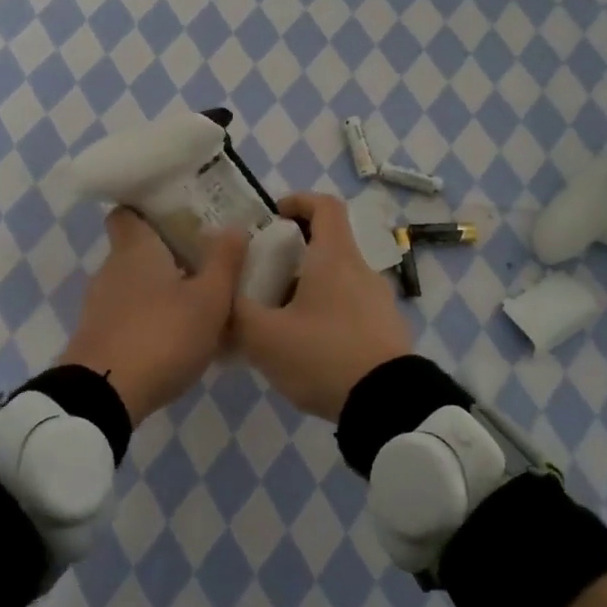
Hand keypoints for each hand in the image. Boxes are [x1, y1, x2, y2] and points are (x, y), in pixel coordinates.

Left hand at [59, 208, 246, 425]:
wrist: (104, 396)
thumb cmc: (162, 335)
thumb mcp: (209, 300)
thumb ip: (224, 262)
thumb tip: (234, 226)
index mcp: (135, 248)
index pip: (128, 213)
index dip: (149, 210)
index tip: (180, 216)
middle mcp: (111, 269)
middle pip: (137, 250)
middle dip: (168, 254)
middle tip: (206, 262)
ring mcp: (99, 305)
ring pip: (135, 286)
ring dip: (161, 291)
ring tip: (198, 304)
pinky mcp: (97, 337)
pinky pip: (129, 316)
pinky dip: (150, 320)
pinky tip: (177, 339)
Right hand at [232, 192, 412, 420]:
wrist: (388, 405)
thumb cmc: (323, 356)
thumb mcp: (264, 337)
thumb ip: (234, 312)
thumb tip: (219, 293)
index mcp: (335, 258)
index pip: (325, 205)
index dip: (298, 201)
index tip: (274, 215)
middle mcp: (362, 271)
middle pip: (328, 245)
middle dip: (293, 255)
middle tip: (263, 279)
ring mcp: (380, 301)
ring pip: (338, 279)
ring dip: (309, 288)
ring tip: (280, 321)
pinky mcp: (387, 330)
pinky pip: (351, 308)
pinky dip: (327, 314)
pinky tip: (308, 348)